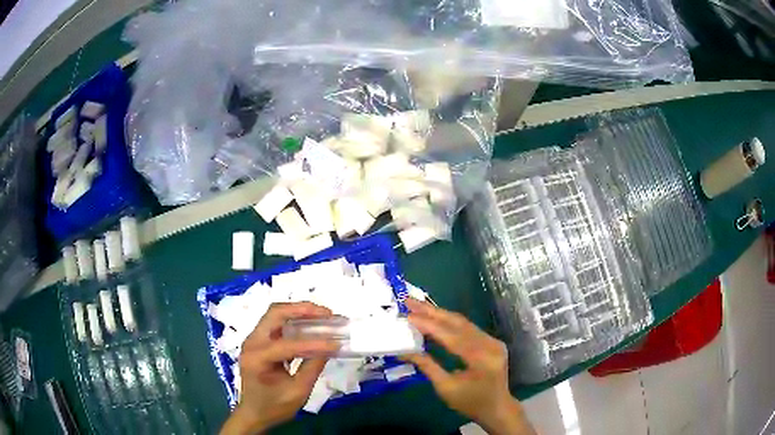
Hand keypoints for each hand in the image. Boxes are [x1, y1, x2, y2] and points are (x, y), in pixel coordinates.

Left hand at [220, 302, 338, 434]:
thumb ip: (312, 367)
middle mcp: (252, 342)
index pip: (288, 344)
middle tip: (327, 313)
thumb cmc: (274, 407)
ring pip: (275, 314)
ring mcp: (254, 339)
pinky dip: (294, 320)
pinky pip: (276, 323)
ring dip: (299, 311)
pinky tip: (311, 324)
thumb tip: (331, 347)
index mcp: (257, 358)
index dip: (314, 343)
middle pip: (275, 313)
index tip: (336, 343)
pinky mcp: (259, 341)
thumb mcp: (298, 392)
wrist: (254, 413)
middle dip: (303, 310)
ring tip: (323, 315)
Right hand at [402, 299, 534, 434]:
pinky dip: (449, 323)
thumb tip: (405, 350)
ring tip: (418, 306)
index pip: (451, 337)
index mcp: (481, 359)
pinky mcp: (492, 341)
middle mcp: (490, 345)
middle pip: (458, 323)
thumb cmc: (470, 403)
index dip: (429, 325)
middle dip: (432, 312)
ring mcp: (493, 341)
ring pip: (463, 323)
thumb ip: (427, 367)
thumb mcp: (446, 388)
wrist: (497, 408)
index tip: (408, 316)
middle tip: (410, 302)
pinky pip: (468, 328)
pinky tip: (435, 319)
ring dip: (440, 314)